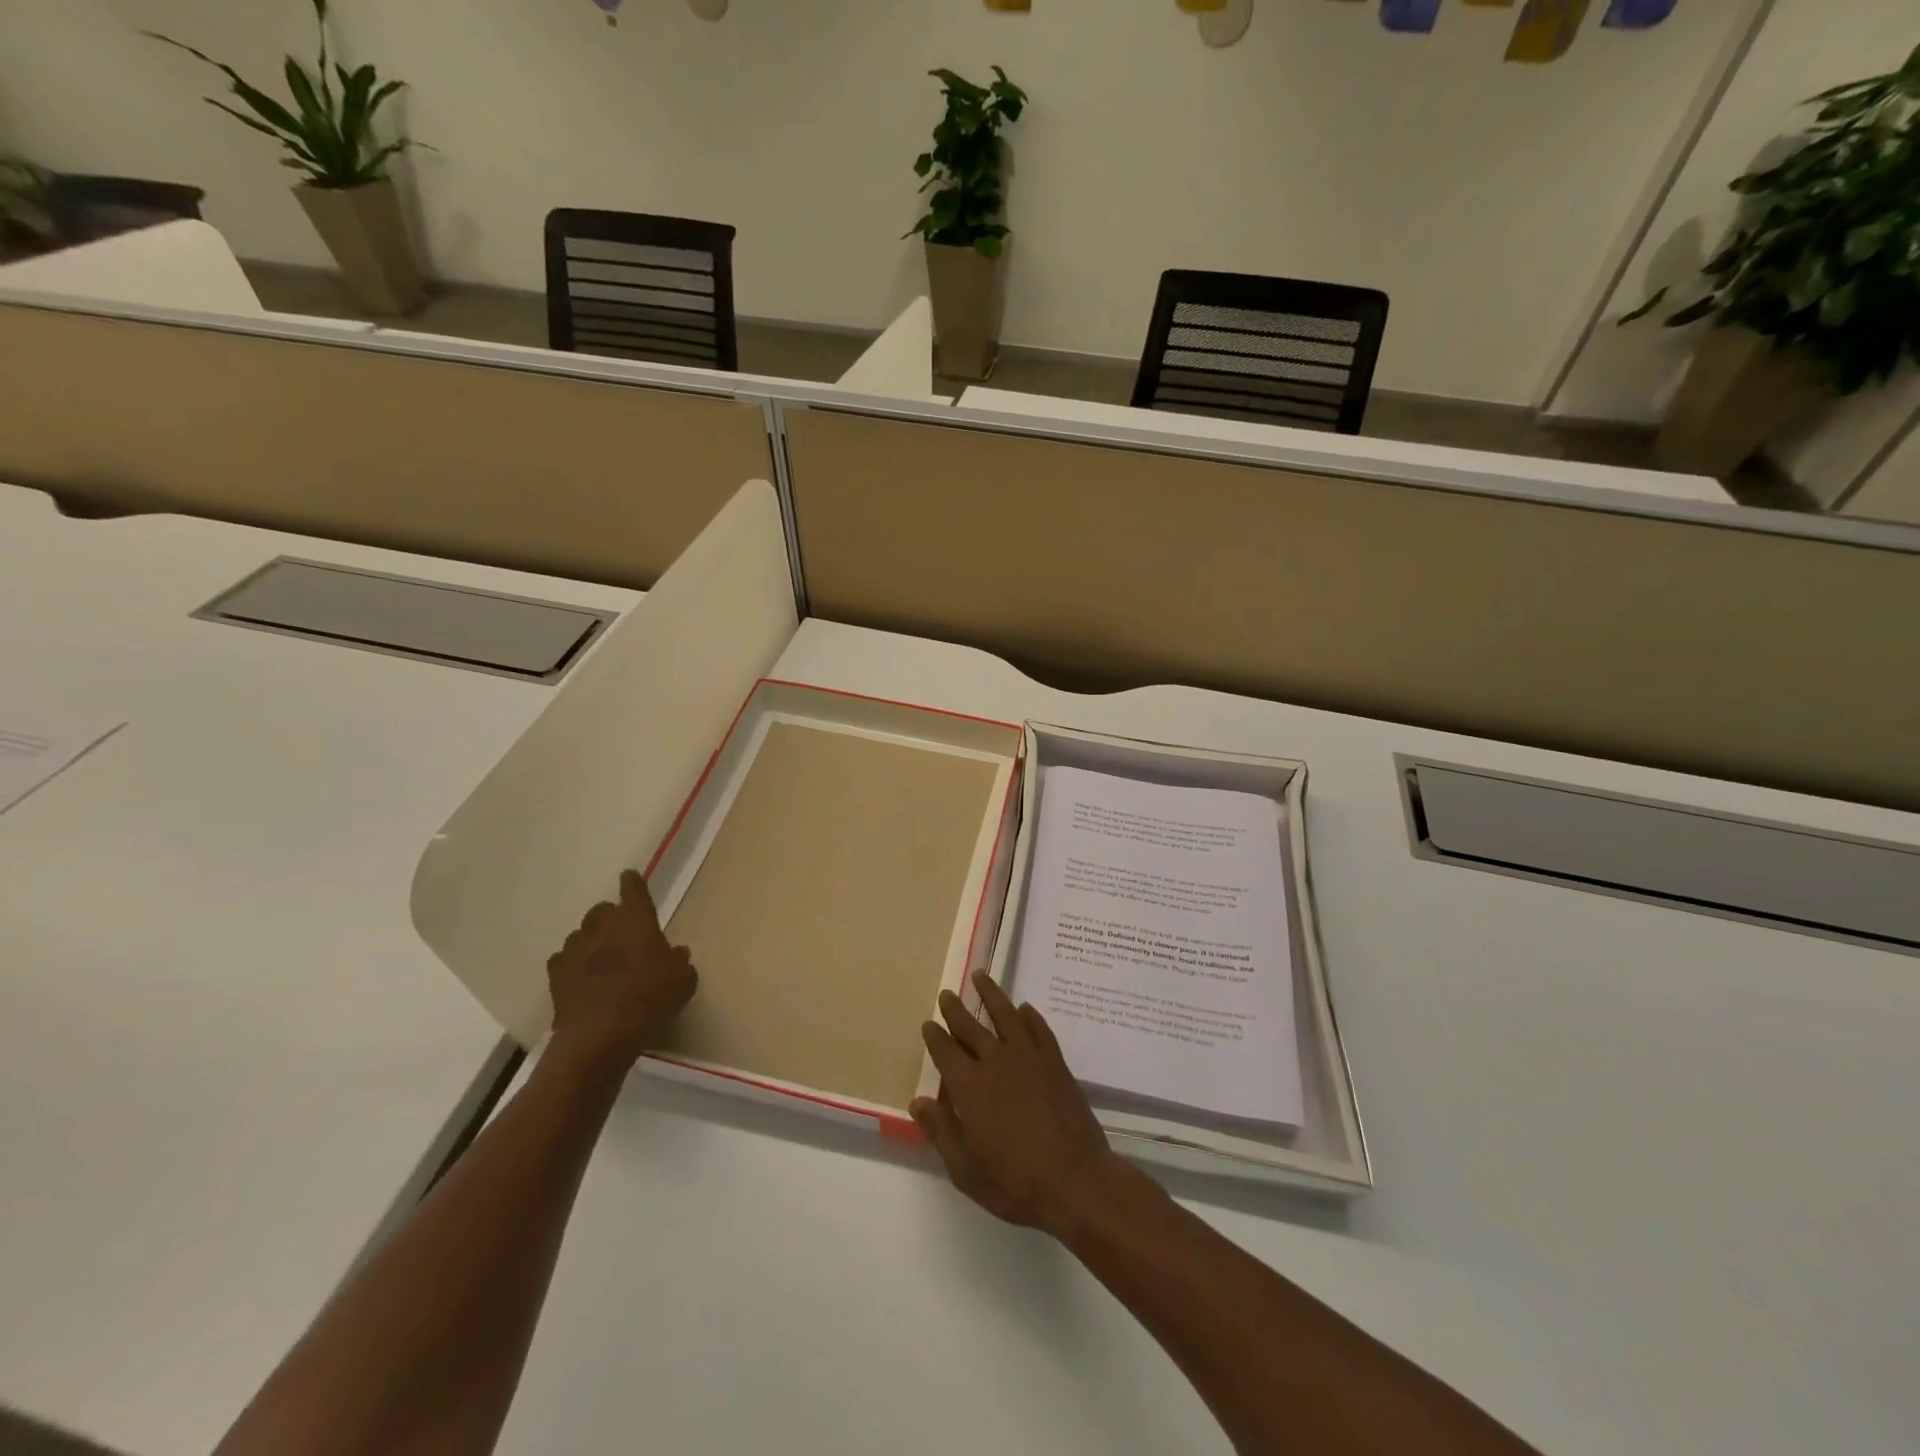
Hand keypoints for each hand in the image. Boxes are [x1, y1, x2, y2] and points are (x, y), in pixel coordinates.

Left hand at [545, 869, 697, 1079]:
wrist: (599, 1037)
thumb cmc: (649, 1000)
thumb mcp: (682, 982)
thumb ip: (679, 962)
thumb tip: (675, 954)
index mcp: (635, 920)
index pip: (633, 889)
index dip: (633, 883)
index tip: (630, 877)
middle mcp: (602, 927)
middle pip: (602, 910)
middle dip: (611, 916)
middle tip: (623, 933)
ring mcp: (574, 950)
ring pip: (581, 934)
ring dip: (591, 941)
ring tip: (601, 959)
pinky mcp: (555, 976)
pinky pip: (563, 960)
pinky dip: (572, 964)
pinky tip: (580, 978)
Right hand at [911, 972, 1131, 1237]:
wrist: (1075, 1181)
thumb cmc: (1014, 1182)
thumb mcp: (965, 1168)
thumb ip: (941, 1130)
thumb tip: (918, 1101)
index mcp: (970, 1086)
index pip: (946, 1052)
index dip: (935, 1036)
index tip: (928, 1023)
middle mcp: (997, 1062)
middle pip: (971, 1027)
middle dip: (956, 1010)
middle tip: (947, 993)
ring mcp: (1030, 1058)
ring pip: (1006, 1015)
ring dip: (992, 995)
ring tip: (982, 976)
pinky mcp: (1056, 1063)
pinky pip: (1040, 1029)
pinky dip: (1030, 1016)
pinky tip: (1025, 1009)